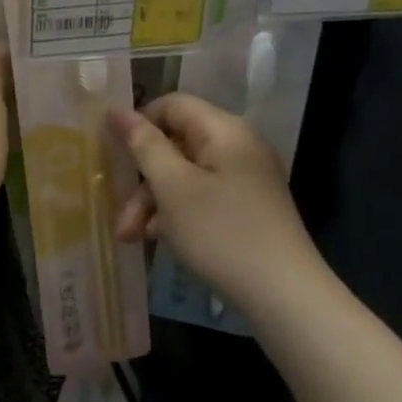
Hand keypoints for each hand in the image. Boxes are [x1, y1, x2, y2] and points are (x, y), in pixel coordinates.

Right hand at [109, 92, 325, 309]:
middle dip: (142, 177)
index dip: (139, 123)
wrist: (285, 297)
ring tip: (131, 236)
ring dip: (153, 201)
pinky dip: (176, 212)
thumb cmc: (222, 233)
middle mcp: (238, 146)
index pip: (172, 105)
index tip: (115, 155)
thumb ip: (143, 144)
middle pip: (175, 143)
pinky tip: (158, 239)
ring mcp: (245, 178)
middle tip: (121, 214)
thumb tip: (115, 109)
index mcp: (224, 131)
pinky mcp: (246, 207)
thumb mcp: (172, 187)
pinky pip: (201, 195)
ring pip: (184, 174)